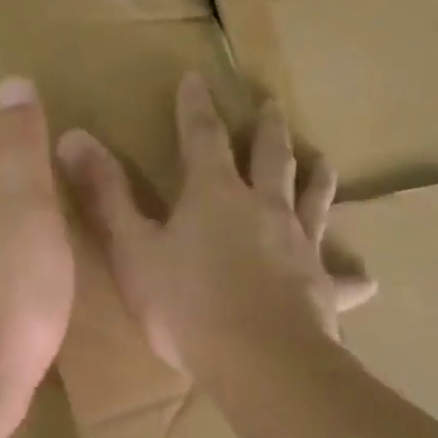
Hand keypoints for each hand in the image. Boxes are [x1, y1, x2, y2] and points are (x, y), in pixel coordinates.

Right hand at [56, 72, 375, 370]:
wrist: (257, 360)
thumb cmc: (184, 303)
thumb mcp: (131, 248)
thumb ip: (105, 194)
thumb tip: (74, 136)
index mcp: (214, 194)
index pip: (202, 137)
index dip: (195, 107)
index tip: (196, 77)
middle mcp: (264, 208)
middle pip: (271, 157)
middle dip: (268, 128)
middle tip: (272, 104)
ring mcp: (300, 245)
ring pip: (315, 200)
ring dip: (317, 177)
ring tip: (321, 160)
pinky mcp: (322, 286)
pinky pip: (341, 277)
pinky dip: (350, 274)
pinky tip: (364, 278)